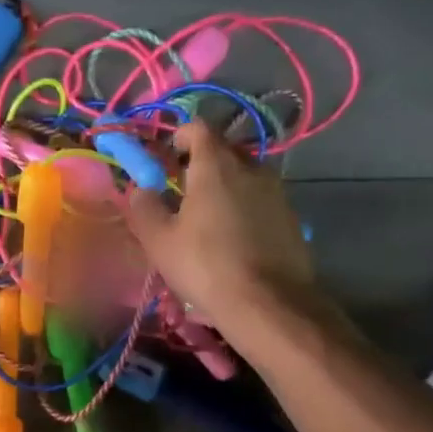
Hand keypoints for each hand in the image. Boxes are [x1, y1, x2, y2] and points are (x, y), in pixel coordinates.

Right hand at [123, 120, 314, 334]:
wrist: (268, 304)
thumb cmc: (205, 266)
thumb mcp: (159, 240)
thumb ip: (145, 207)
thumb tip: (141, 189)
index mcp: (216, 165)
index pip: (198, 128)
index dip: (180, 137)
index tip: (167, 159)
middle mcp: (251, 168)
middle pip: (224, 150)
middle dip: (202, 163)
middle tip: (183, 192)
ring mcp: (277, 192)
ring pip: (245, 177)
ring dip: (226, 188)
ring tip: (209, 220)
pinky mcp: (291, 217)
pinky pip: (262, 201)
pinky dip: (246, 209)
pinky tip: (235, 240)